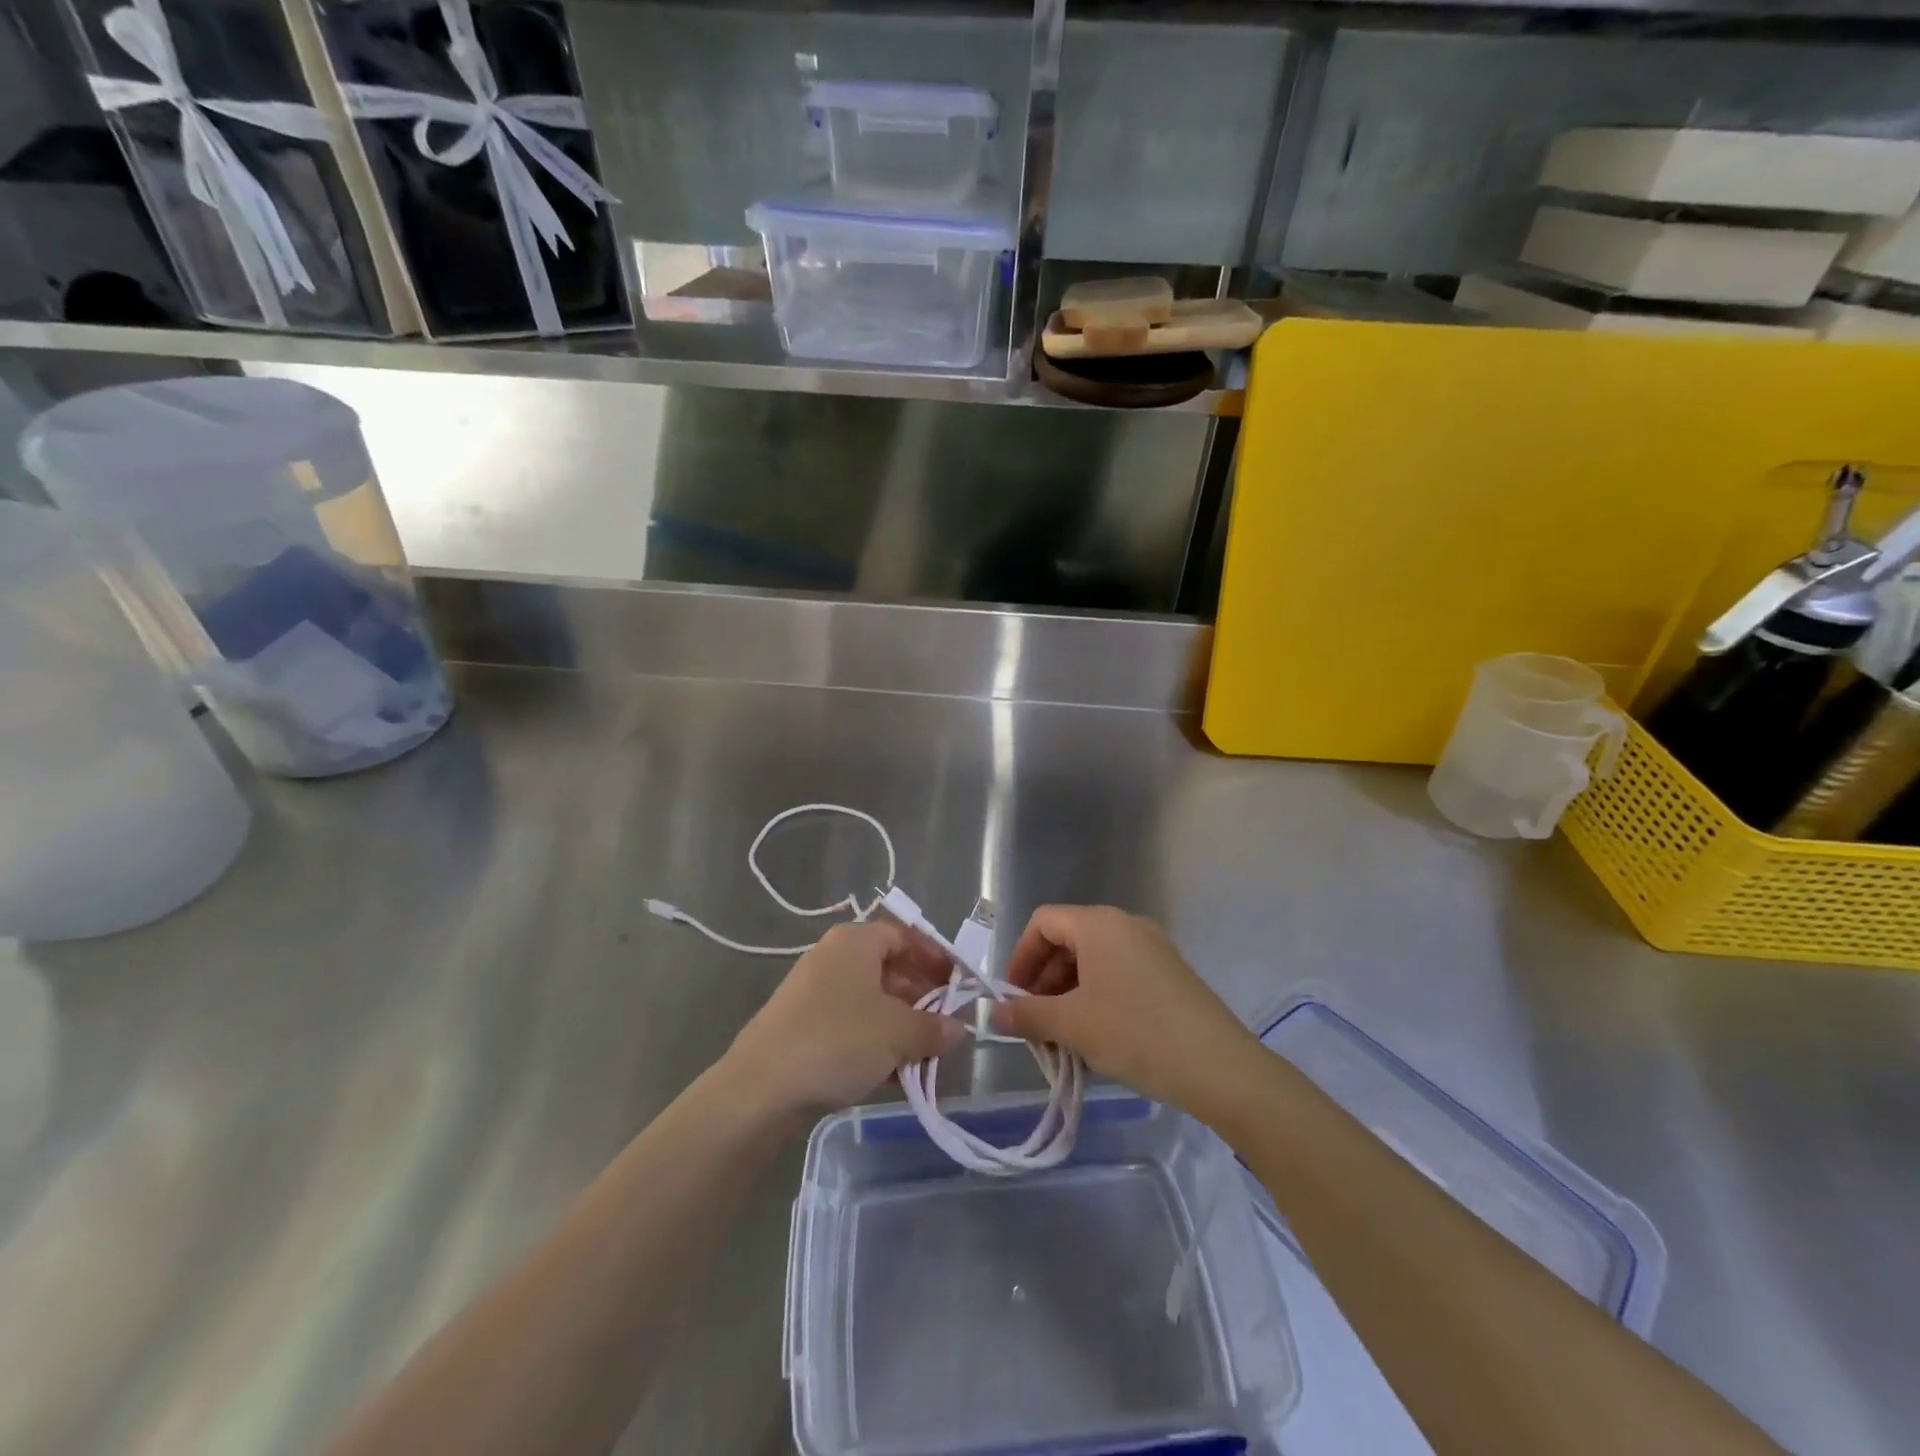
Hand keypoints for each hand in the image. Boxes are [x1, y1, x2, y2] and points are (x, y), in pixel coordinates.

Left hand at [722, 922, 965, 1119]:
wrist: (760, 1089)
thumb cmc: (837, 1041)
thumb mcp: (898, 1033)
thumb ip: (934, 1028)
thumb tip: (958, 1028)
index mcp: (855, 941)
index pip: (905, 936)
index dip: (936, 958)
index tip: (960, 986)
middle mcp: (834, 958)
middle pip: (890, 969)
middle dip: (922, 998)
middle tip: (947, 1027)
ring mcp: (815, 993)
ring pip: (872, 1002)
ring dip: (902, 1027)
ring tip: (926, 1057)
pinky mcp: (803, 1028)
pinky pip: (851, 1027)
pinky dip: (876, 1045)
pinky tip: (894, 1076)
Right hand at [993, 905, 1260, 1113]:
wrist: (1219, 1066)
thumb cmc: (1135, 1032)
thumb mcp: (1072, 1025)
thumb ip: (1027, 1015)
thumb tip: (992, 1014)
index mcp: (1099, 924)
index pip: (1043, 922)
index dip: (1020, 957)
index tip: (1013, 998)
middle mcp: (1125, 925)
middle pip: (1068, 941)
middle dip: (1044, 981)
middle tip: (1035, 1024)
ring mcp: (1152, 948)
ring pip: (1094, 961)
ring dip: (1069, 994)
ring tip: (1063, 1039)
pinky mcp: (1169, 973)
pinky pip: (1119, 974)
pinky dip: (1097, 998)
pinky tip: (1097, 1038)